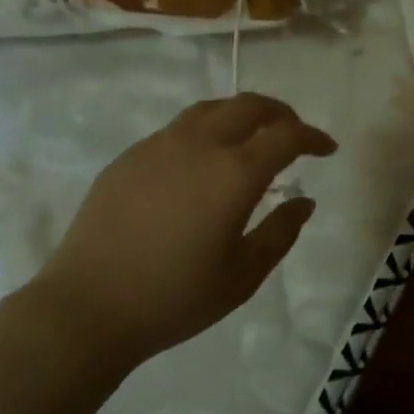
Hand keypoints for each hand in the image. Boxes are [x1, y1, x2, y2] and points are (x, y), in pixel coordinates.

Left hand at [39, 94, 336, 366]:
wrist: (87, 307)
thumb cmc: (174, 298)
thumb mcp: (242, 276)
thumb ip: (280, 232)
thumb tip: (304, 201)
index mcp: (233, 173)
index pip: (286, 136)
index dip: (313, 137)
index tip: (326, 149)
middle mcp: (198, 145)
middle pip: (248, 106)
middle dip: (280, 113)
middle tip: (294, 134)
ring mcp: (158, 145)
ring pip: (210, 109)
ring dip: (240, 115)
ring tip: (251, 137)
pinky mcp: (129, 156)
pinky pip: (178, 129)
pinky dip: (205, 131)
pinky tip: (201, 162)